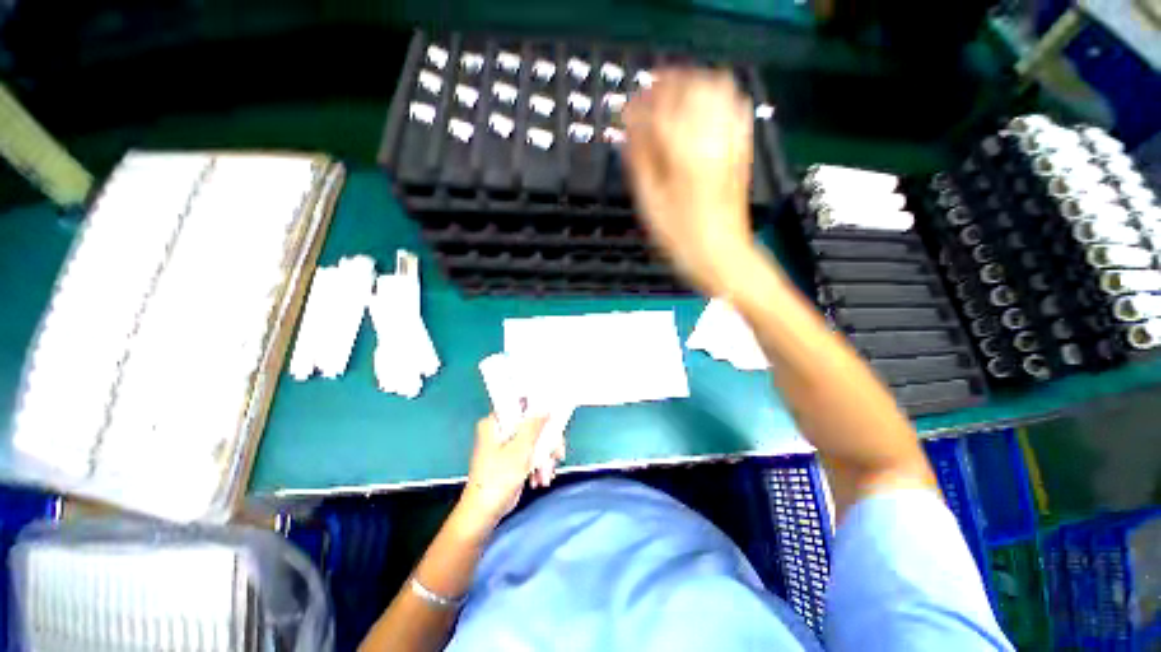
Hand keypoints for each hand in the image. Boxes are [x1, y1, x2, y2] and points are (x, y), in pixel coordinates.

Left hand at [455, 415, 560, 534]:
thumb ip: (534, 426)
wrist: (484, 513)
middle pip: (532, 426)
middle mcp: (500, 430)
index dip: (540, 412)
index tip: (555, 422)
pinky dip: (538, 466)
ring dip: (544, 458)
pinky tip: (540, 480)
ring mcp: (506, 445)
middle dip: (546, 444)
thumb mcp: (520, 449)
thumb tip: (545, 408)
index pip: (522, 407)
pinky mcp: (512, 459)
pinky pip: (531, 454)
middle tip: (557, 455)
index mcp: (495, 422)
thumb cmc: (498, 478)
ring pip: (534, 441)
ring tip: (546, 476)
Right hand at [623, 69, 757, 295]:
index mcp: (683, 151)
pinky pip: (736, 109)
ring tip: (674, 98)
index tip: (626, 109)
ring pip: (717, 89)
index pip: (657, 109)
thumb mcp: (650, 204)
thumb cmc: (681, 237)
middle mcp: (710, 137)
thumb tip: (629, 133)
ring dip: (692, 85)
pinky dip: (719, 98)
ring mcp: (731, 142)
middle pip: (690, 87)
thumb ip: (639, 162)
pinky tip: (706, 110)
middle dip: (666, 84)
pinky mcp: (742, 151)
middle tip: (648, 96)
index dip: (638, 105)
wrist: (723, 256)